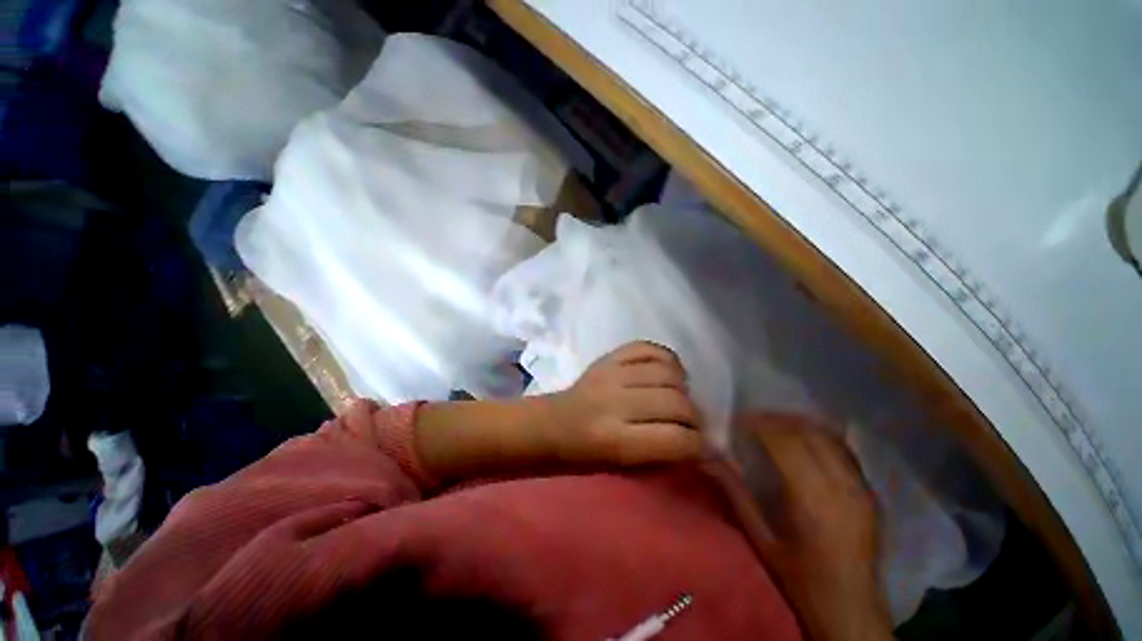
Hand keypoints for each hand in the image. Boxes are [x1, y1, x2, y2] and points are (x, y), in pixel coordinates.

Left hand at [545, 341, 703, 465]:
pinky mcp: (608, 357)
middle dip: (694, 417)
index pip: (676, 440)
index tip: (701, 447)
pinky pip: (648, 347)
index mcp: (615, 441)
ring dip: (683, 388)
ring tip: (677, 397)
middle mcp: (613, 403)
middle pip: (676, 403)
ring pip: (668, 373)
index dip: (699, 446)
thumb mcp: (624, 469)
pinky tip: (666, 373)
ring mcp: (610, 373)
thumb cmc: (587, 455)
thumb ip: (663, 455)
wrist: (554, 423)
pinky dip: (666, 359)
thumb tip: (705, 446)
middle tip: (690, 424)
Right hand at [717, 413, 891, 640]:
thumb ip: (735, 493)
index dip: (759, 424)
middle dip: (776, 420)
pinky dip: (819, 436)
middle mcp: (840, 486)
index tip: (738, 421)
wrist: (851, 607)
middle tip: (752, 420)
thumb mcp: (760, 538)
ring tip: (775, 424)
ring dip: (798, 424)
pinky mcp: (869, 491)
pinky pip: (844, 450)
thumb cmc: (799, 577)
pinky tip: (804, 439)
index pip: (784, 442)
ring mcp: (860, 487)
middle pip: (807, 433)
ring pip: (828, 436)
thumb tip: (707, 458)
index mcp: (811, 499)